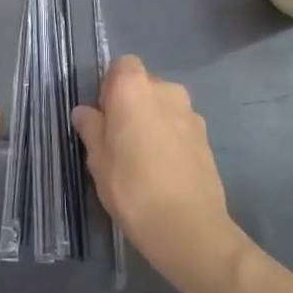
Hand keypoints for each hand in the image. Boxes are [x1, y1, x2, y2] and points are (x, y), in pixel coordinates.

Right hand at [73, 56, 243, 288]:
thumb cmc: (132, 186)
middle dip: (132, 105)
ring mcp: (192, 114)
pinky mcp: (207, 140)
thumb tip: (84, 112)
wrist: (188, 227)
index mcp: (135, 88)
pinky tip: (164, 171)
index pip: (122, 65)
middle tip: (119, 139)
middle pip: (145, 85)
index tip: (103, 115)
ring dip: (154, 122)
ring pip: (165, 108)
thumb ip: (91, 128)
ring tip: (143, 159)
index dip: (111, 86)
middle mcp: (167, 91)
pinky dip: (171, 140)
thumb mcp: (98, 159)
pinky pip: (180, 128)